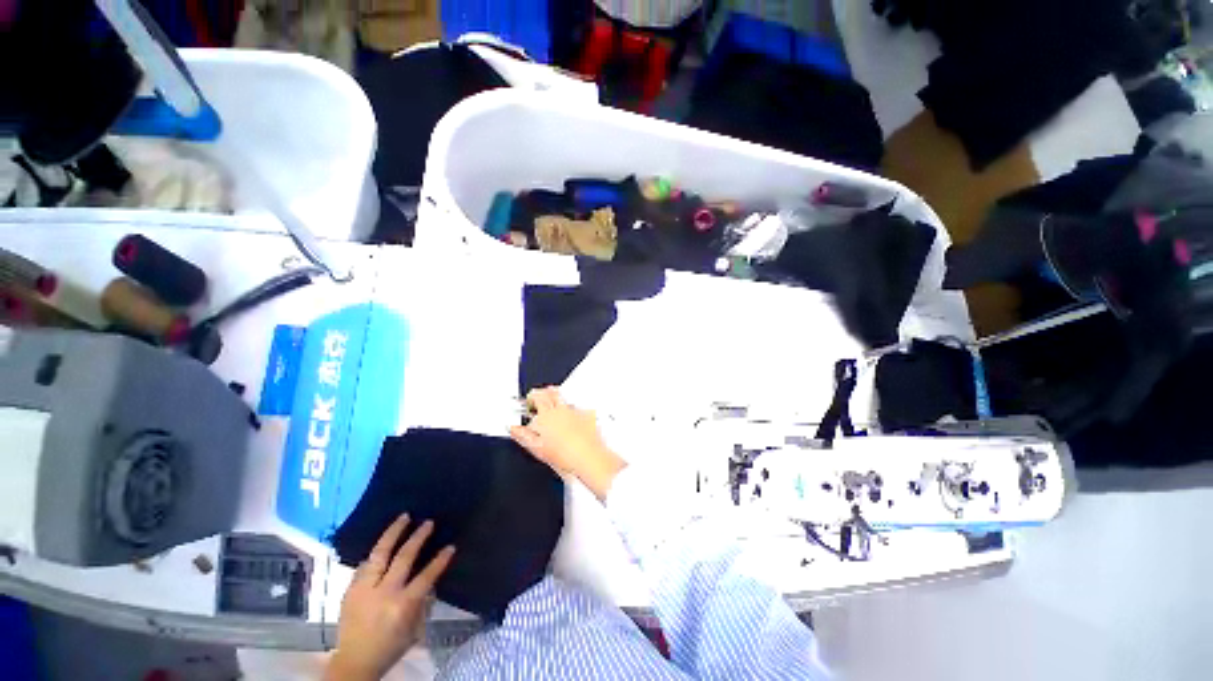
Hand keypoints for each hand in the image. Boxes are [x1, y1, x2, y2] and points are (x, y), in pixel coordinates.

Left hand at [326, 515, 454, 680]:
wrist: (353, 663)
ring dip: (393, 533)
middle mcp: (384, 593)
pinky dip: (376, 553)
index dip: (440, 560)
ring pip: (379, 554)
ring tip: (403, 517)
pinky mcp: (350, 590)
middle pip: (403, 557)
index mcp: (402, 605)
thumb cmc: (389, 647)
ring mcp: (364, 589)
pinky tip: (382, 545)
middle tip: (428, 522)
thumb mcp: (413, 629)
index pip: (426, 576)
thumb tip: (429, 581)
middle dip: (418, 537)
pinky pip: (365, 565)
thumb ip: (421, 603)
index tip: (451, 546)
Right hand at [510, 387, 625, 499]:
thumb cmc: (565, 455)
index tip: (529, 404)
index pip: (536, 396)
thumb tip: (513, 428)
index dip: (531, 398)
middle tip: (540, 402)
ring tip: (554, 410)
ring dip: (557, 399)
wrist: (588, 457)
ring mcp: (575, 410)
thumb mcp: (537, 448)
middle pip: (551, 392)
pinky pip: (578, 407)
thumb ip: (522, 435)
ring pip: (564, 398)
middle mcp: (561, 409)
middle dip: (543, 393)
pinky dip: (572, 410)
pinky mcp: (587, 415)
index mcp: (546, 415)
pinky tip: (571, 420)